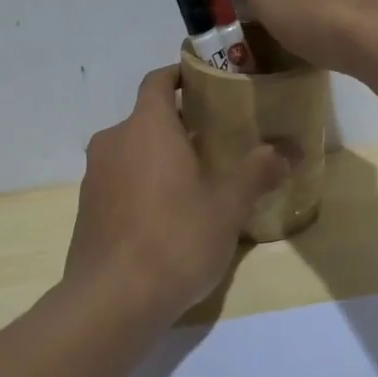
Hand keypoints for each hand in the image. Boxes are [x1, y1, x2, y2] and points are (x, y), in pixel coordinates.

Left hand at [63, 67, 291, 315]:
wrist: (111, 300)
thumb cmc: (175, 238)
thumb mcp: (227, 206)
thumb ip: (258, 171)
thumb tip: (291, 149)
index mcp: (147, 126)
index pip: (158, 81)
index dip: (181, 76)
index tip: (208, 84)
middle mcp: (114, 141)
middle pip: (148, 118)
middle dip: (180, 125)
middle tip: (218, 140)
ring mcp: (94, 176)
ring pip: (132, 150)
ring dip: (161, 156)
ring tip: (197, 179)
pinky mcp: (86, 208)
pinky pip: (119, 180)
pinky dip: (142, 183)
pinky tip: (167, 215)